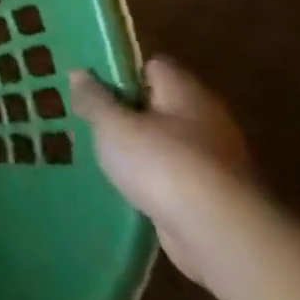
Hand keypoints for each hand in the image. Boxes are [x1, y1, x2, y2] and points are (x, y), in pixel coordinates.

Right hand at [71, 58, 255, 286]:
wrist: (219, 233)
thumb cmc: (162, 163)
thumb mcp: (113, 125)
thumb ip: (94, 98)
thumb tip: (80, 72)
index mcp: (185, 92)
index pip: (152, 66)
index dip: (120, 71)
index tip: (89, 85)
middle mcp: (206, 119)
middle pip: (158, 104)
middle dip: (124, 112)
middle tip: (87, 120)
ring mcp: (213, 159)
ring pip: (164, 142)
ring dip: (136, 148)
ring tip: (98, 154)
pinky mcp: (212, 194)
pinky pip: (172, 175)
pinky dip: (150, 179)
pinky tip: (122, 186)